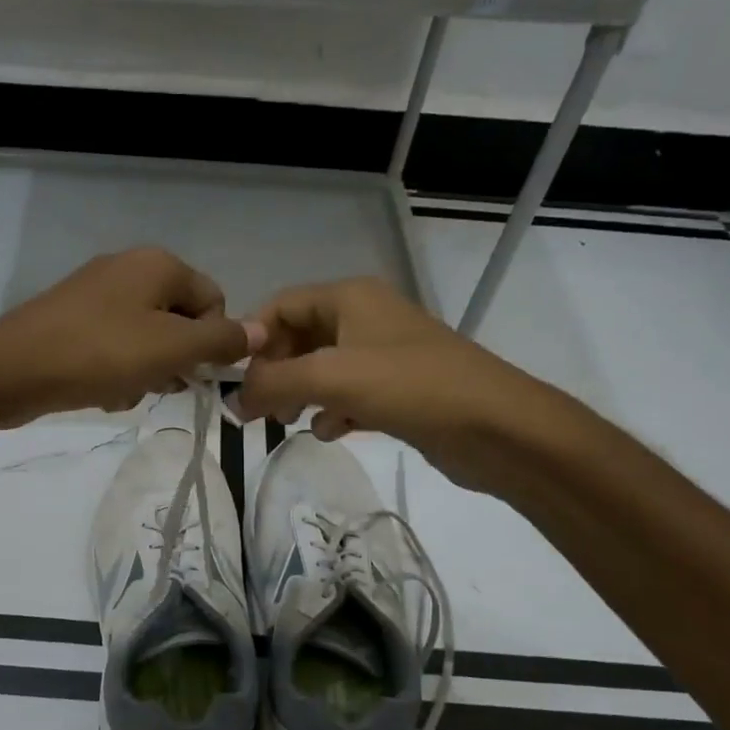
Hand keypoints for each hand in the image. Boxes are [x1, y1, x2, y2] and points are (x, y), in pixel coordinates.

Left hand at [0, 248, 263, 426]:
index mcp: (158, 265)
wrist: (13, 368)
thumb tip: (262, 331)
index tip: (193, 373)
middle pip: (179, 320)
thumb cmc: (100, 353)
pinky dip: (117, 370)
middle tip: (159, 385)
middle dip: (176, 360)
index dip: (212, 342)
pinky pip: (114, 346)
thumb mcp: (171, 348)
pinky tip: (103, 391)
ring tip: (126, 391)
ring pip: (147, 338)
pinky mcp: (73, 319)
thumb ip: (221, 340)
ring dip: (146, 371)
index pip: (214, 301)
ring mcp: (97, 293)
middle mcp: (130, 269)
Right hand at [233, 276, 571, 493]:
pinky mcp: (399, 389)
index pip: (281, 305)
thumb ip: (272, 383)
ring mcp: (384, 354)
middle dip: (275, 371)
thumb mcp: (331, 378)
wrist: (497, 427)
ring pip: (323, 368)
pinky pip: (349, 393)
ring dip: (300, 393)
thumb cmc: (411, 386)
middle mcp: (365, 317)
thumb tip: (232, 400)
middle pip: (300, 337)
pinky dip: (333, 410)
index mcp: (350, 297)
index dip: (253, 338)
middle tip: (257, 408)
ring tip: (287, 421)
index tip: (233, 378)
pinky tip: (332, 432)